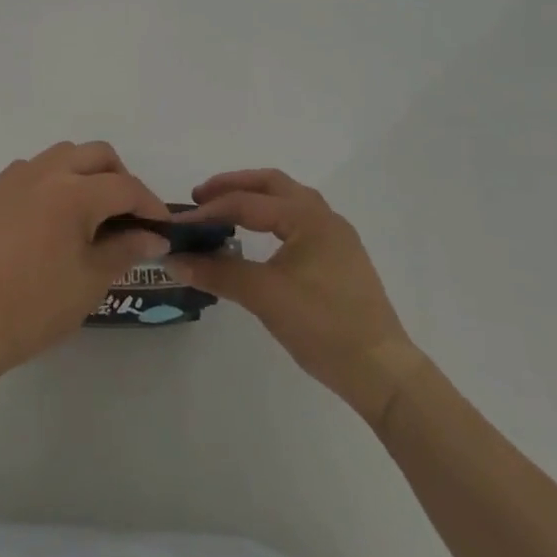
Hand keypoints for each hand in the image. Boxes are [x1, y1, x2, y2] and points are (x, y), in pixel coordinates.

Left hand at [0, 141, 171, 375]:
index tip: (161, 227)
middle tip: (127, 213)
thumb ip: (126, 249)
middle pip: (96, 154)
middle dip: (119, 177)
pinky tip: (48, 219)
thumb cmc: (37, 306)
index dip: (149, 205)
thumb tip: (154, 236)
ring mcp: (12, 179)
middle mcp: (44, 172)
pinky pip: (28, 173)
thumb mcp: (91, 281)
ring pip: (61, 155)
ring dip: (83, 172)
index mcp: (74, 192)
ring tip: (89, 211)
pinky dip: (49, 184)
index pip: (125, 187)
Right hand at [168, 169, 422, 416]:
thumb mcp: (264, 296)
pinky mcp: (340, 259)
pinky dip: (271, 218)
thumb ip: (218, 272)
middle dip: (233, 187)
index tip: (179, 223)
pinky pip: (298, 221)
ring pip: (288, 200)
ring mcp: (336, 237)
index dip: (210, 210)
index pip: (247, 202)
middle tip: (200, 199)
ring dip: (254, 199)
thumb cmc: (323, 326)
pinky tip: (258, 239)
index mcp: (307, 216)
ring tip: (225, 213)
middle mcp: (324, 216)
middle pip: (271, 184)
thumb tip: (174, 260)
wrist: (382, 372)